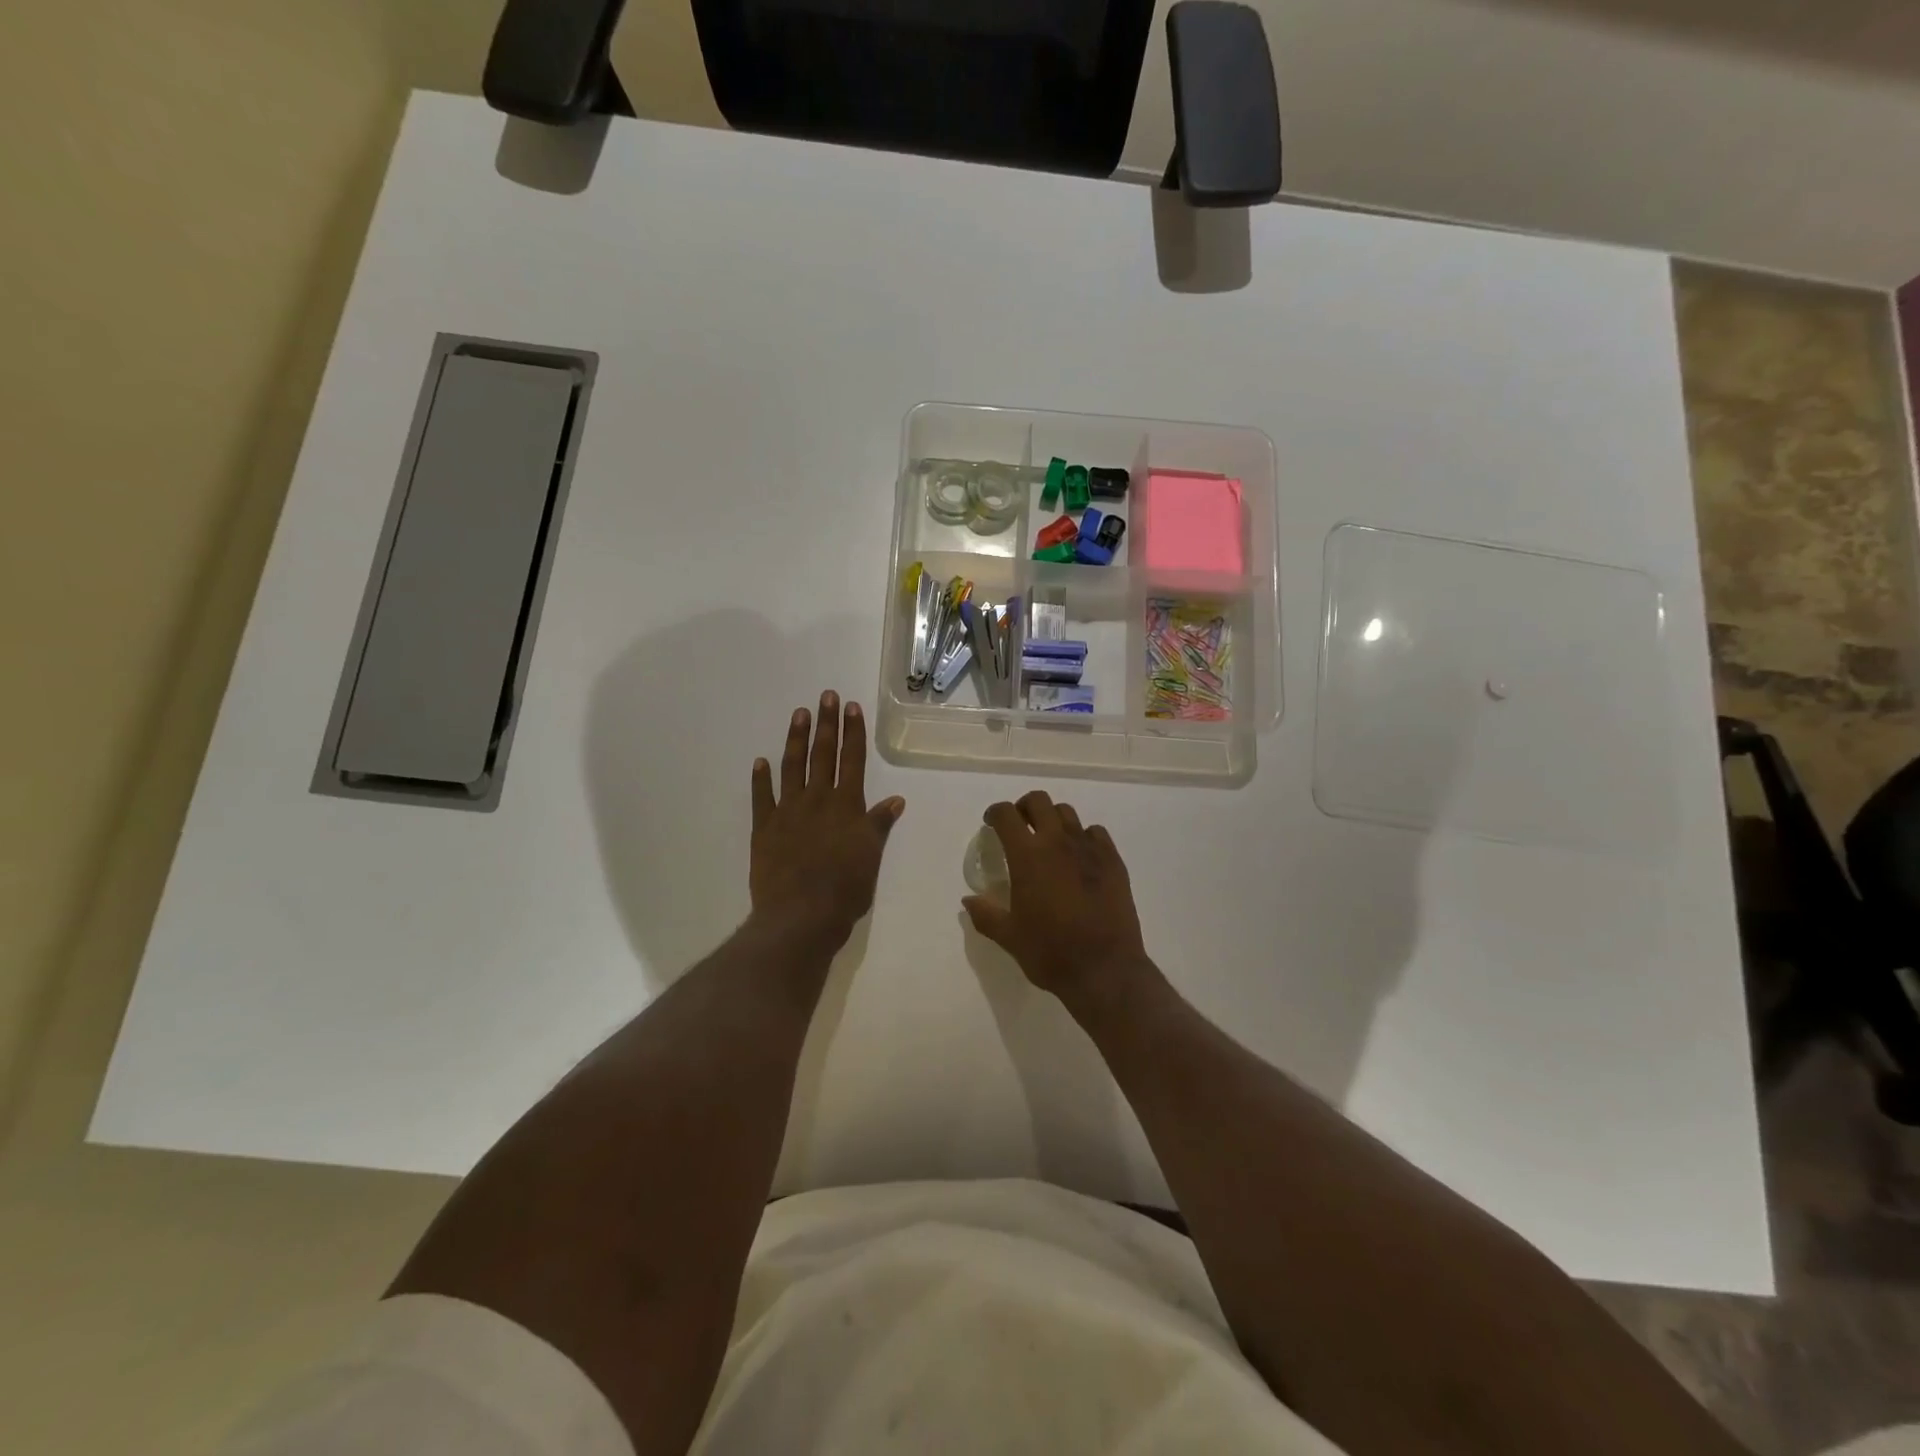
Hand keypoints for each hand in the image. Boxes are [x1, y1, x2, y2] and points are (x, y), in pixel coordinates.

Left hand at [750, 691, 904, 954]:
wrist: (801, 915)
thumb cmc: (845, 889)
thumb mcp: (871, 856)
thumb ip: (879, 825)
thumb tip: (896, 799)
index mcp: (847, 806)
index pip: (852, 761)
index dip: (853, 733)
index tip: (851, 707)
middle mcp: (818, 800)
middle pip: (823, 755)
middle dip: (826, 724)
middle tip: (826, 696)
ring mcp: (788, 812)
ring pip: (793, 767)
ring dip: (796, 740)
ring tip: (799, 714)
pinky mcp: (764, 828)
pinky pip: (762, 798)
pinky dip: (762, 779)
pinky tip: (761, 762)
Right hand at [962, 790, 1151, 1009]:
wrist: (1105, 969)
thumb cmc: (1051, 953)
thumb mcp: (1009, 937)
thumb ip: (986, 915)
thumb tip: (968, 901)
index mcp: (1028, 856)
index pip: (1006, 815)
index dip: (995, 813)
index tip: (991, 824)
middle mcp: (1058, 842)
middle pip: (1039, 801)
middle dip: (1024, 808)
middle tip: (1020, 826)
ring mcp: (1089, 848)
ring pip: (1067, 813)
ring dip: (1053, 819)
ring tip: (1050, 841)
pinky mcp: (1113, 860)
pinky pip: (1095, 833)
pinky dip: (1083, 836)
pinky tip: (1080, 857)